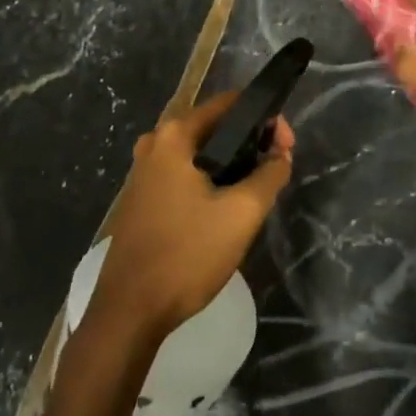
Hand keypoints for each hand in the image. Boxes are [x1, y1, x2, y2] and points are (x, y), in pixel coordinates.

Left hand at [89, 93, 293, 337]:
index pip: (230, 104)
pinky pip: (184, 174)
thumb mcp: (242, 213)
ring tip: (257, 189)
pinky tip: (225, 207)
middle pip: (214, 127)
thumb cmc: (187, 254)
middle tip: (276, 168)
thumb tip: (281, 153)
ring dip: (231, 164)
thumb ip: (270, 174)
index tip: (286, 148)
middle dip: (250, 142)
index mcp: (174, 135)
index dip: (265, 119)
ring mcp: (143, 171)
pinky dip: (210, 180)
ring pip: (200, 153)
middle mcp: (154, 143)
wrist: (129, 312)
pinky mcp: (141, 198)